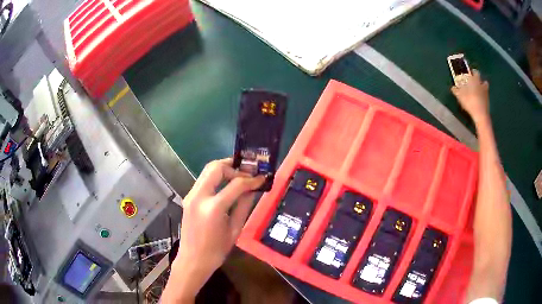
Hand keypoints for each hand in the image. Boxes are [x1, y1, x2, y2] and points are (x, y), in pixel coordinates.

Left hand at [163, 158, 264, 301]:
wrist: (192, 260)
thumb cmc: (216, 251)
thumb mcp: (235, 230)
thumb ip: (244, 206)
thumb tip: (253, 189)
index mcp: (213, 208)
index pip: (236, 184)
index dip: (251, 179)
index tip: (262, 178)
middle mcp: (199, 196)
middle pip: (216, 167)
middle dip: (234, 167)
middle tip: (247, 173)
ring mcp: (191, 195)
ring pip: (207, 170)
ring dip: (224, 170)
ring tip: (239, 177)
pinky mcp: (188, 198)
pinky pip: (203, 180)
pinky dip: (216, 178)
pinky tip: (226, 185)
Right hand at [451, 69, 489, 122]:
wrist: (480, 114)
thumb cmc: (469, 102)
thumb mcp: (460, 96)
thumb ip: (456, 91)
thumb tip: (453, 88)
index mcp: (475, 80)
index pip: (475, 72)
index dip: (473, 72)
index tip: (470, 74)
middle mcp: (481, 84)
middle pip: (482, 80)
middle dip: (479, 81)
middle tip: (474, 83)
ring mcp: (486, 93)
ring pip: (485, 87)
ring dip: (483, 88)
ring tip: (478, 91)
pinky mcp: (488, 101)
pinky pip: (486, 95)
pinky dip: (483, 96)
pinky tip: (480, 100)